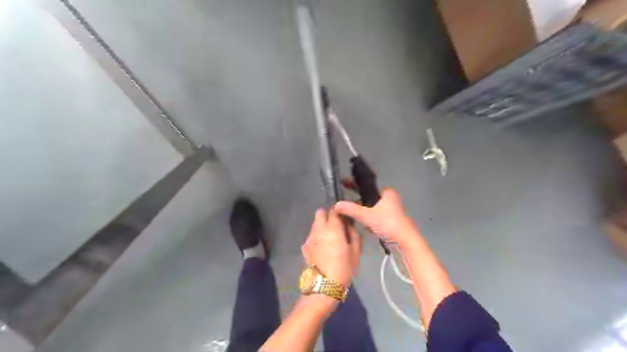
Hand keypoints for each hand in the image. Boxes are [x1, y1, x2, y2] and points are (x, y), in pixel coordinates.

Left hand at [302, 209, 359, 284]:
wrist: (324, 286)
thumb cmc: (343, 268)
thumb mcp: (356, 252)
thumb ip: (353, 234)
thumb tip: (349, 225)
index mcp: (333, 228)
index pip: (335, 210)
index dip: (340, 211)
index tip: (344, 216)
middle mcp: (319, 229)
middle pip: (320, 212)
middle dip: (328, 215)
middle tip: (336, 225)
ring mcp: (309, 237)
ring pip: (315, 224)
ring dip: (322, 226)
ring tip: (329, 238)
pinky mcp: (304, 246)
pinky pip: (312, 235)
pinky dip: (317, 237)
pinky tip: (322, 248)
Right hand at [335, 190, 416, 247]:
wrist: (406, 240)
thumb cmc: (388, 223)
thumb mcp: (367, 216)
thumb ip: (351, 209)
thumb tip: (337, 205)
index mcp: (386, 192)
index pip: (367, 185)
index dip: (355, 185)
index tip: (344, 183)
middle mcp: (390, 198)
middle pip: (368, 197)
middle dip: (357, 201)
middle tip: (345, 203)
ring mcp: (391, 210)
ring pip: (372, 207)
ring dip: (363, 211)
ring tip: (351, 214)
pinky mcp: (392, 220)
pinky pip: (376, 216)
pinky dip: (369, 219)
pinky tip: (363, 224)